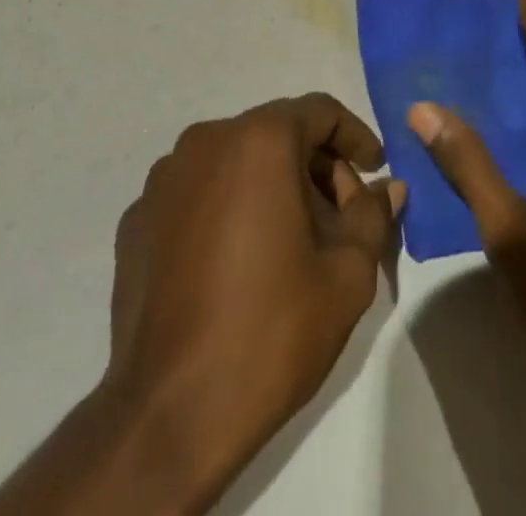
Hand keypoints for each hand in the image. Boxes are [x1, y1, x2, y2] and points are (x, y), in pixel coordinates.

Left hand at [0, 94, 402, 515]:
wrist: (169, 414)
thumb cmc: (271, 330)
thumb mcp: (347, 274)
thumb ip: (372, 216)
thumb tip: (388, 188)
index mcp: (259, 140)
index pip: (320, 112)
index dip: (354, 136)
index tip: (375, 168)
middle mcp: (206, 141)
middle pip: (275, 134)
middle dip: (314, 166)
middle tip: (339, 216)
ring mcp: (163, 179)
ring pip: (233, 160)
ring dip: (268, 184)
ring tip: (289, 240)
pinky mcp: (137, 218)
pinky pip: (196, 193)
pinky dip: (226, 208)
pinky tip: (237, 262)